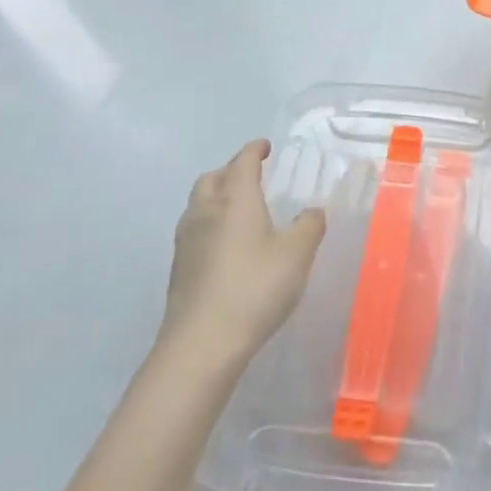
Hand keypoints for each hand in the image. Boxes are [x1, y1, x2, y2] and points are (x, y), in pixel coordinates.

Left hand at [161, 140, 325, 369]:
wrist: (201, 343)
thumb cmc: (255, 287)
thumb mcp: (297, 253)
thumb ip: (309, 226)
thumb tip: (312, 211)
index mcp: (235, 199)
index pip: (242, 162)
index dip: (254, 150)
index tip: (265, 146)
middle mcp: (206, 212)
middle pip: (211, 178)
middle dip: (230, 171)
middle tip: (250, 175)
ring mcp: (186, 242)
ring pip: (198, 205)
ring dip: (216, 197)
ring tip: (238, 209)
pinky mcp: (178, 270)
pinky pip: (194, 231)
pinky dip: (210, 224)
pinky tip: (226, 246)